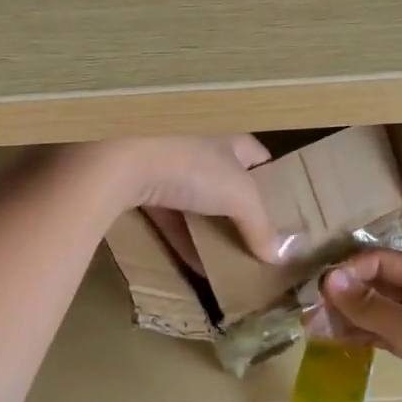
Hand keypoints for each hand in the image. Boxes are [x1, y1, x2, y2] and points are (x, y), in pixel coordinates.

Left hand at [81, 135, 281, 268]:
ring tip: (228, 262)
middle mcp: (197, 144)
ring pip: (194, 200)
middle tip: (255, 245)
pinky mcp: (137, 183)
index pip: (258, 159)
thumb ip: (260, 225)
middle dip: (238, 213)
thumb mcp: (239, 196)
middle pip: (225, 182)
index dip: (272, 185)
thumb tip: (278, 255)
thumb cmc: (191, 164)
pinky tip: (194, 265)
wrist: (119, 158)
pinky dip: (180, 237)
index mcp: (228, 135)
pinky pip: (166, 215)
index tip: (282, 216)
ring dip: (208, 229)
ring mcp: (165, 163)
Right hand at [318, 249, 401, 401]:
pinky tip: (335, 342)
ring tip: (314, 330)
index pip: (383, 262)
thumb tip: (329, 279)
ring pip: (376, 311)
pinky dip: (360, 336)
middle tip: (309, 314)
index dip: (350, 272)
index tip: (318, 291)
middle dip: (344, 295)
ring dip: (347, 317)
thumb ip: (373, 306)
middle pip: (377, 285)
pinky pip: (382, 335)